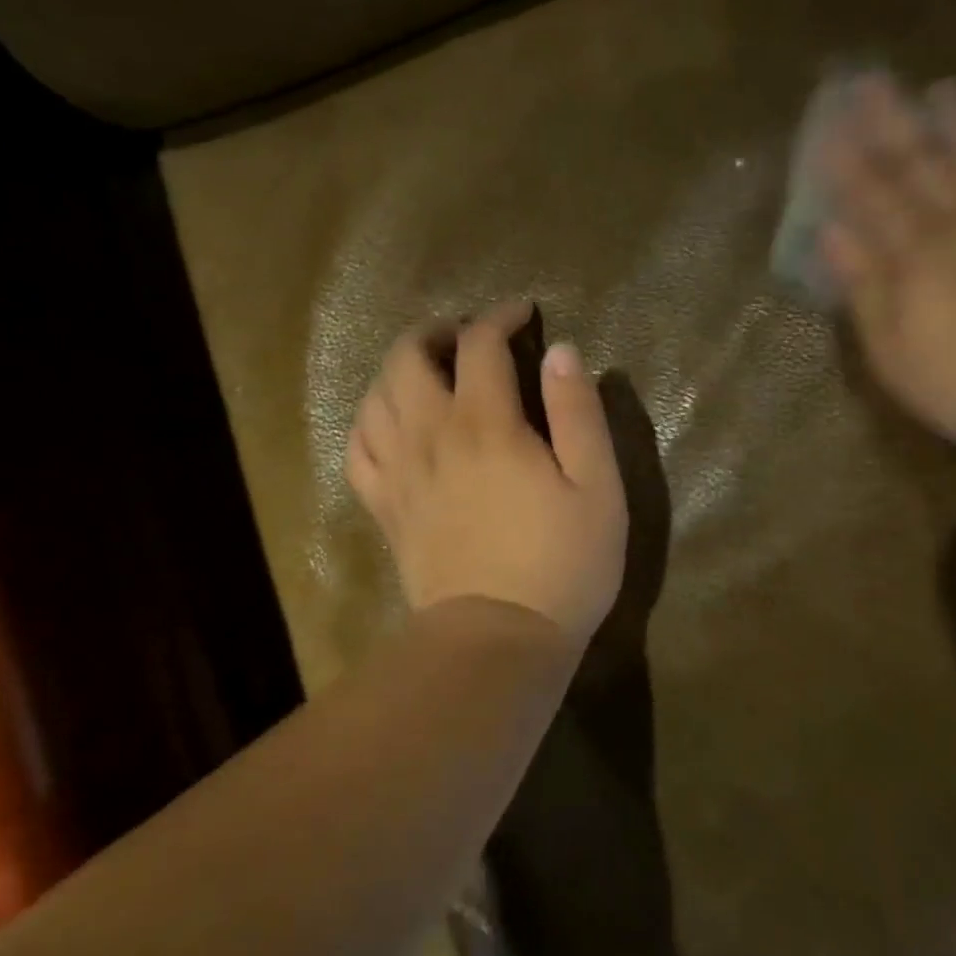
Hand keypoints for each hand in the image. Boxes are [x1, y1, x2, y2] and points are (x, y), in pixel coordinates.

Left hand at [345, 303, 627, 642]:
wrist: (497, 642)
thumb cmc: (561, 563)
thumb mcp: (597, 486)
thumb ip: (578, 412)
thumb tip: (563, 352)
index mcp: (486, 424)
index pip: (480, 344)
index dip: (500, 317)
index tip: (523, 313)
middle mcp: (431, 436)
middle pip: (409, 357)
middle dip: (437, 331)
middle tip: (468, 335)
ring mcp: (399, 472)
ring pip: (376, 395)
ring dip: (400, 368)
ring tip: (430, 370)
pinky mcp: (385, 507)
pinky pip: (358, 447)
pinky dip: (370, 419)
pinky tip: (392, 421)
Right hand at [821, 75, 955, 468]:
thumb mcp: (894, 353)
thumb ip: (864, 290)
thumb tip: (832, 235)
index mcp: (914, 258)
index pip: (871, 197)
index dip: (846, 161)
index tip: (826, 125)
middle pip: (919, 165)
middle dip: (891, 122)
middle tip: (871, 80)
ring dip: (955, 122)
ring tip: (941, 87)